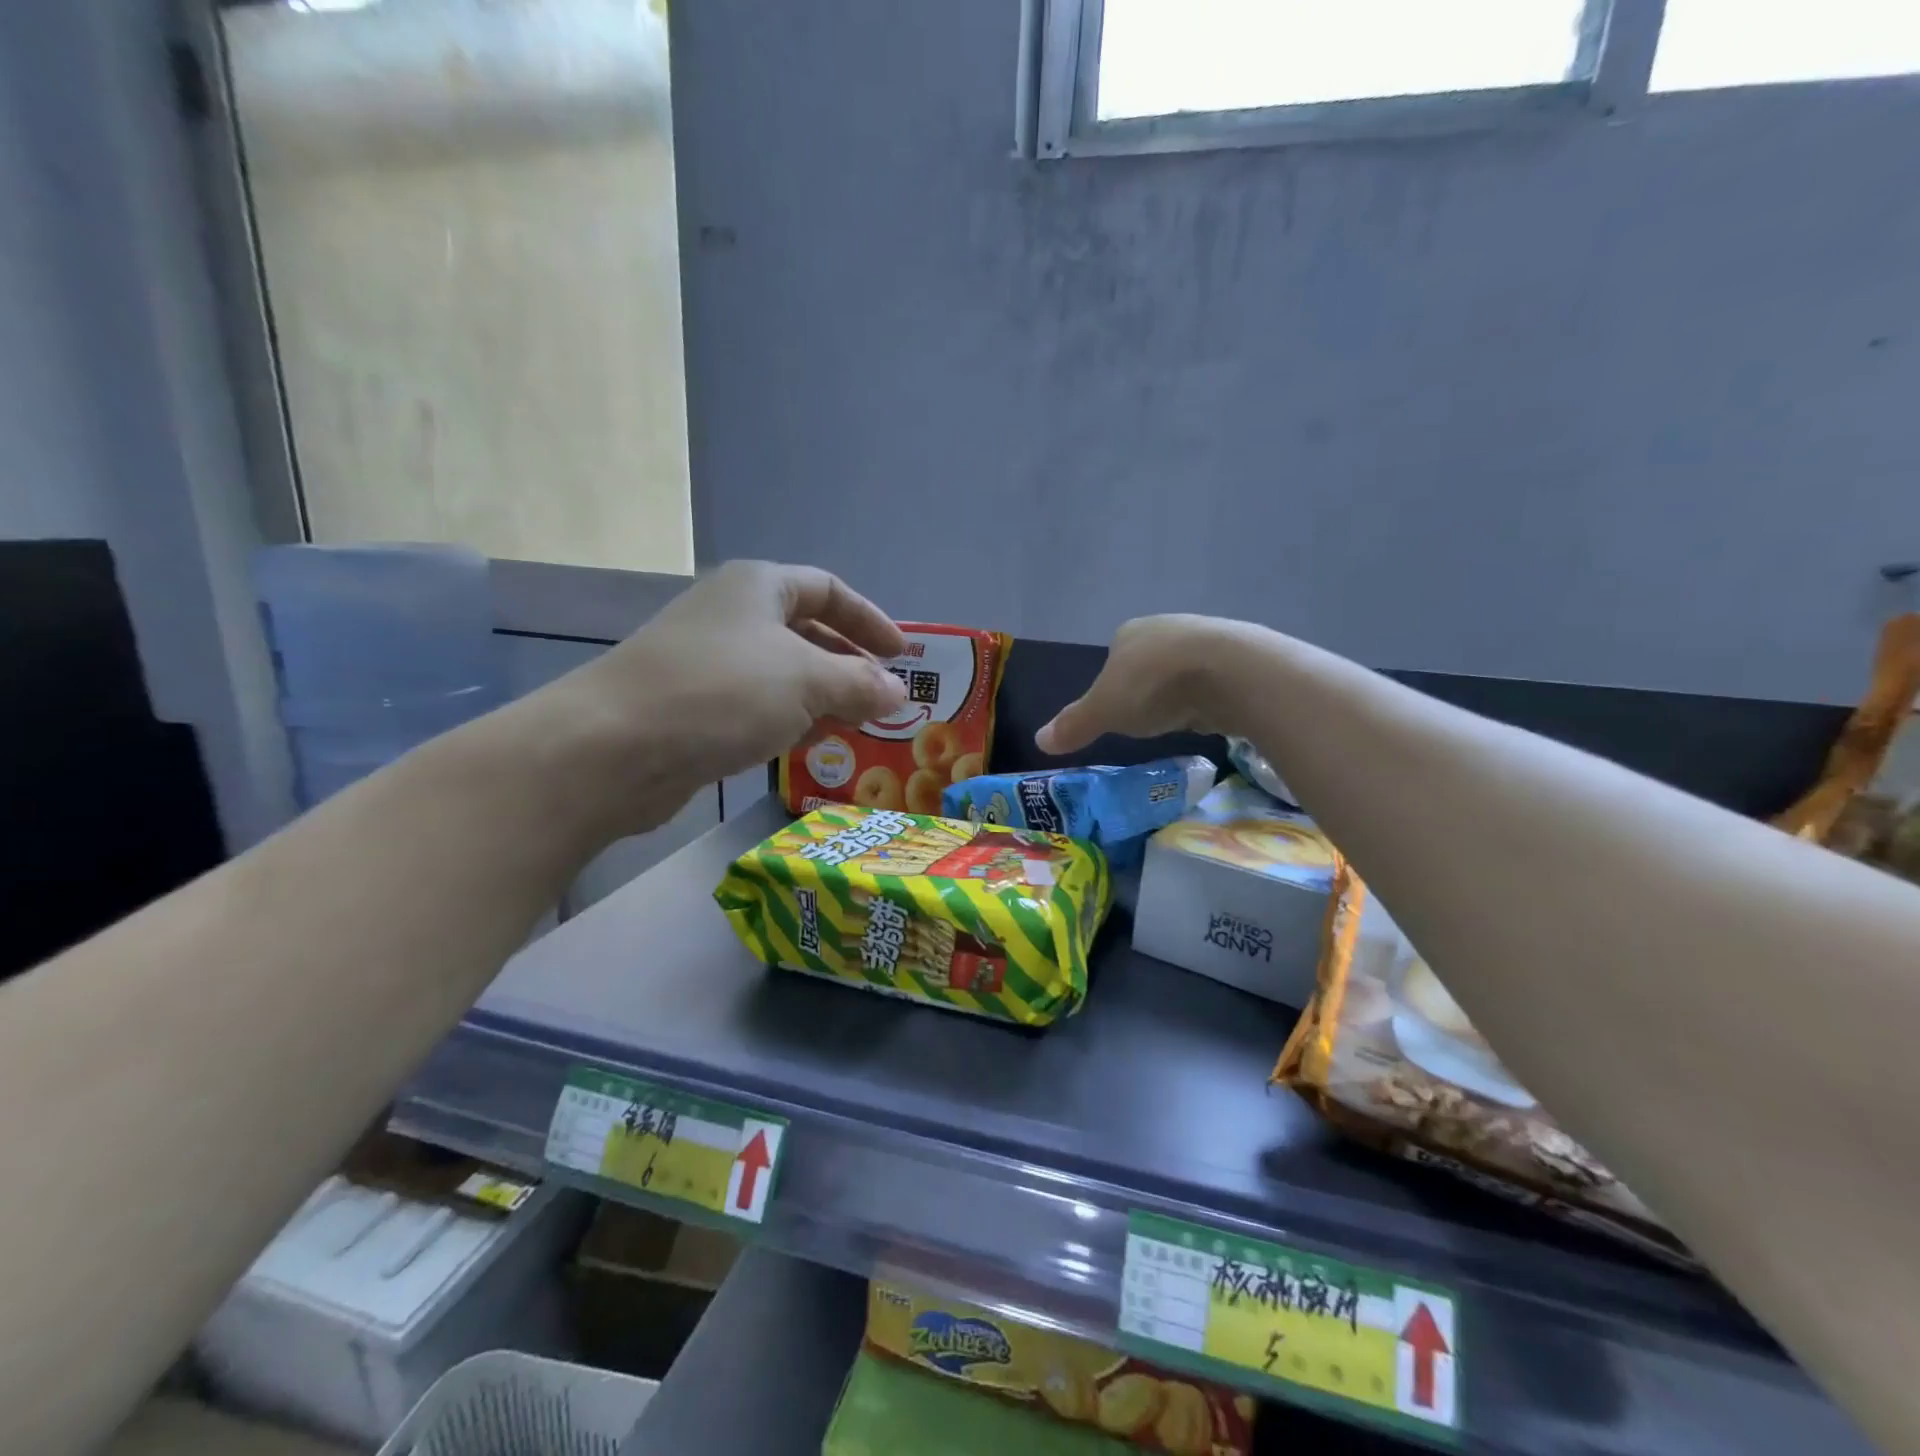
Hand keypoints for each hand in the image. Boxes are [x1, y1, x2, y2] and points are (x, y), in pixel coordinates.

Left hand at [522, 561, 906, 835]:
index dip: (870, 620)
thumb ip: (860, 684)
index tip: (903, 655)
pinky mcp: (696, 708)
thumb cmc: (721, 693)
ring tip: (861, 729)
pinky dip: (792, 722)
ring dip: (825, 699)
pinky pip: (759, 707)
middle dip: (850, 666)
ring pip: (784, 675)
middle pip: (808, 633)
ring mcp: (711, 663)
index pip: (829, 589)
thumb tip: (898, 692)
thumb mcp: (806, 681)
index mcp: (758, 587)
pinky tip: (814, 747)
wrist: (614, 748)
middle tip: (887, 700)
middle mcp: (733, 616)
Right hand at [1037, 615, 1242, 755]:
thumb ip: (1074, 725)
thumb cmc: (1155, 686)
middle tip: (1151, 719)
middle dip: (1149, 687)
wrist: (1230, 671)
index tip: (1119, 712)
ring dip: (1184, 690)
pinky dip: (1213, 694)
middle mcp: (1167, 626)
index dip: (1113, 684)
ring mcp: (1207, 636)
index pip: (1114, 656)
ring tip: (1184, 718)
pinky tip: (1215, 712)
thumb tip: (1038, 740)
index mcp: (1129, 632)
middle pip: (1150, 660)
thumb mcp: (1104, 712)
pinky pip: (1218, 677)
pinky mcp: (1242, 653)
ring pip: (1186, 667)